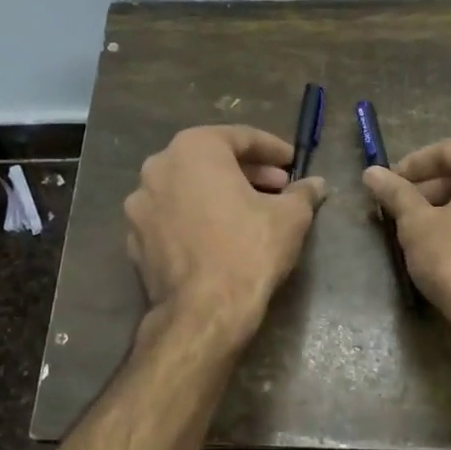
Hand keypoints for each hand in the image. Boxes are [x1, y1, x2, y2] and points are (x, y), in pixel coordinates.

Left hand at [125, 125, 327, 342]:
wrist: (202, 312)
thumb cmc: (248, 250)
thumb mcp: (289, 217)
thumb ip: (302, 193)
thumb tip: (316, 185)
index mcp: (193, 149)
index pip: (240, 137)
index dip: (272, 149)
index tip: (293, 162)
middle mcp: (158, 167)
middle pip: (210, 160)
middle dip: (247, 172)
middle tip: (278, 187)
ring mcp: (140, 205)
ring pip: (188, 188)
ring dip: (219, 194)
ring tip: (251, 212)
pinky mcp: (134, 239)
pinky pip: (172, 217)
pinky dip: (196, 218)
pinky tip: (220, 237)